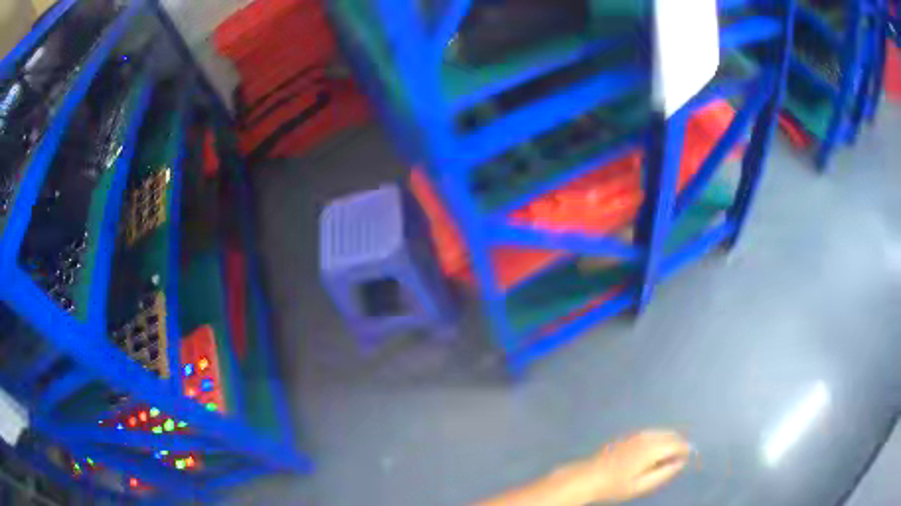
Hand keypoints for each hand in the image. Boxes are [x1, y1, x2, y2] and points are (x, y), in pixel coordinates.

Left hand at [583, 430, 691, 503]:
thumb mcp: (642, 485)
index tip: (687, 458)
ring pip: (661, 432)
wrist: (588, 477)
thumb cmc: (616, 486)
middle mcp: (646, 436)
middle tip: (678, 458)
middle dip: (678, 444)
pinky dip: (658, 439)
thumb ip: (665, 473)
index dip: (685, 450)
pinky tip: (653, 451)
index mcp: (652, 448)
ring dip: (668, 440)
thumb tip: (682, 462)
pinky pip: (650, 433)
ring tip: (667, 456)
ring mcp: (636, 434)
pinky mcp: (628, 436)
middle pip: (670, 435)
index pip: (677, 443)